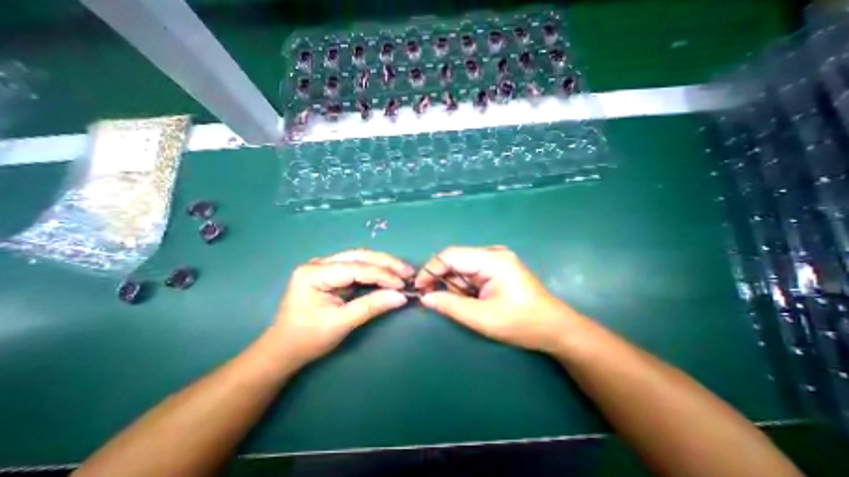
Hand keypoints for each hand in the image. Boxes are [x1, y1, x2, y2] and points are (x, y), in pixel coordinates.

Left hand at [265, 249, 412, 364]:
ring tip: (403, 272)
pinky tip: (389, 275)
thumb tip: (401, 297)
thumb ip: (371, 307)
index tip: (403, 283)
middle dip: (386, 264)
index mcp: (314, 273)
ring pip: (361, 259)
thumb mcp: (341, 324)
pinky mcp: (332, 273)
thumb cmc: (307, 339)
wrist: (284, 349)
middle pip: (359, 257)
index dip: (382, 275)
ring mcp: (325, 267)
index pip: (355, 268)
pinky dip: (375, 271)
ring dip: (383, 265)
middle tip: (408, 271)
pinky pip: (358, 267)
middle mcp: (319, 264)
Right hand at [414, 245, 588, 352]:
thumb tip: (425, 298)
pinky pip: (471, 273)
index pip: (451, 255)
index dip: (431, 269)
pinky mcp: (496, 268)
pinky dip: (464, 287)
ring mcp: (496, 260)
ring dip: (455, 286)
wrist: (555, 329)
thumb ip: (451, 305)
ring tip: (465, 305)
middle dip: (442, 280)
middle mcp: (493, 254)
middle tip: (433, 300)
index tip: (418, 287)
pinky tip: (472, 301)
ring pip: (462, 268)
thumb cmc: (522, 324)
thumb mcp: (483, 318)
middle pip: (456, 260)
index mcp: (492, 260)